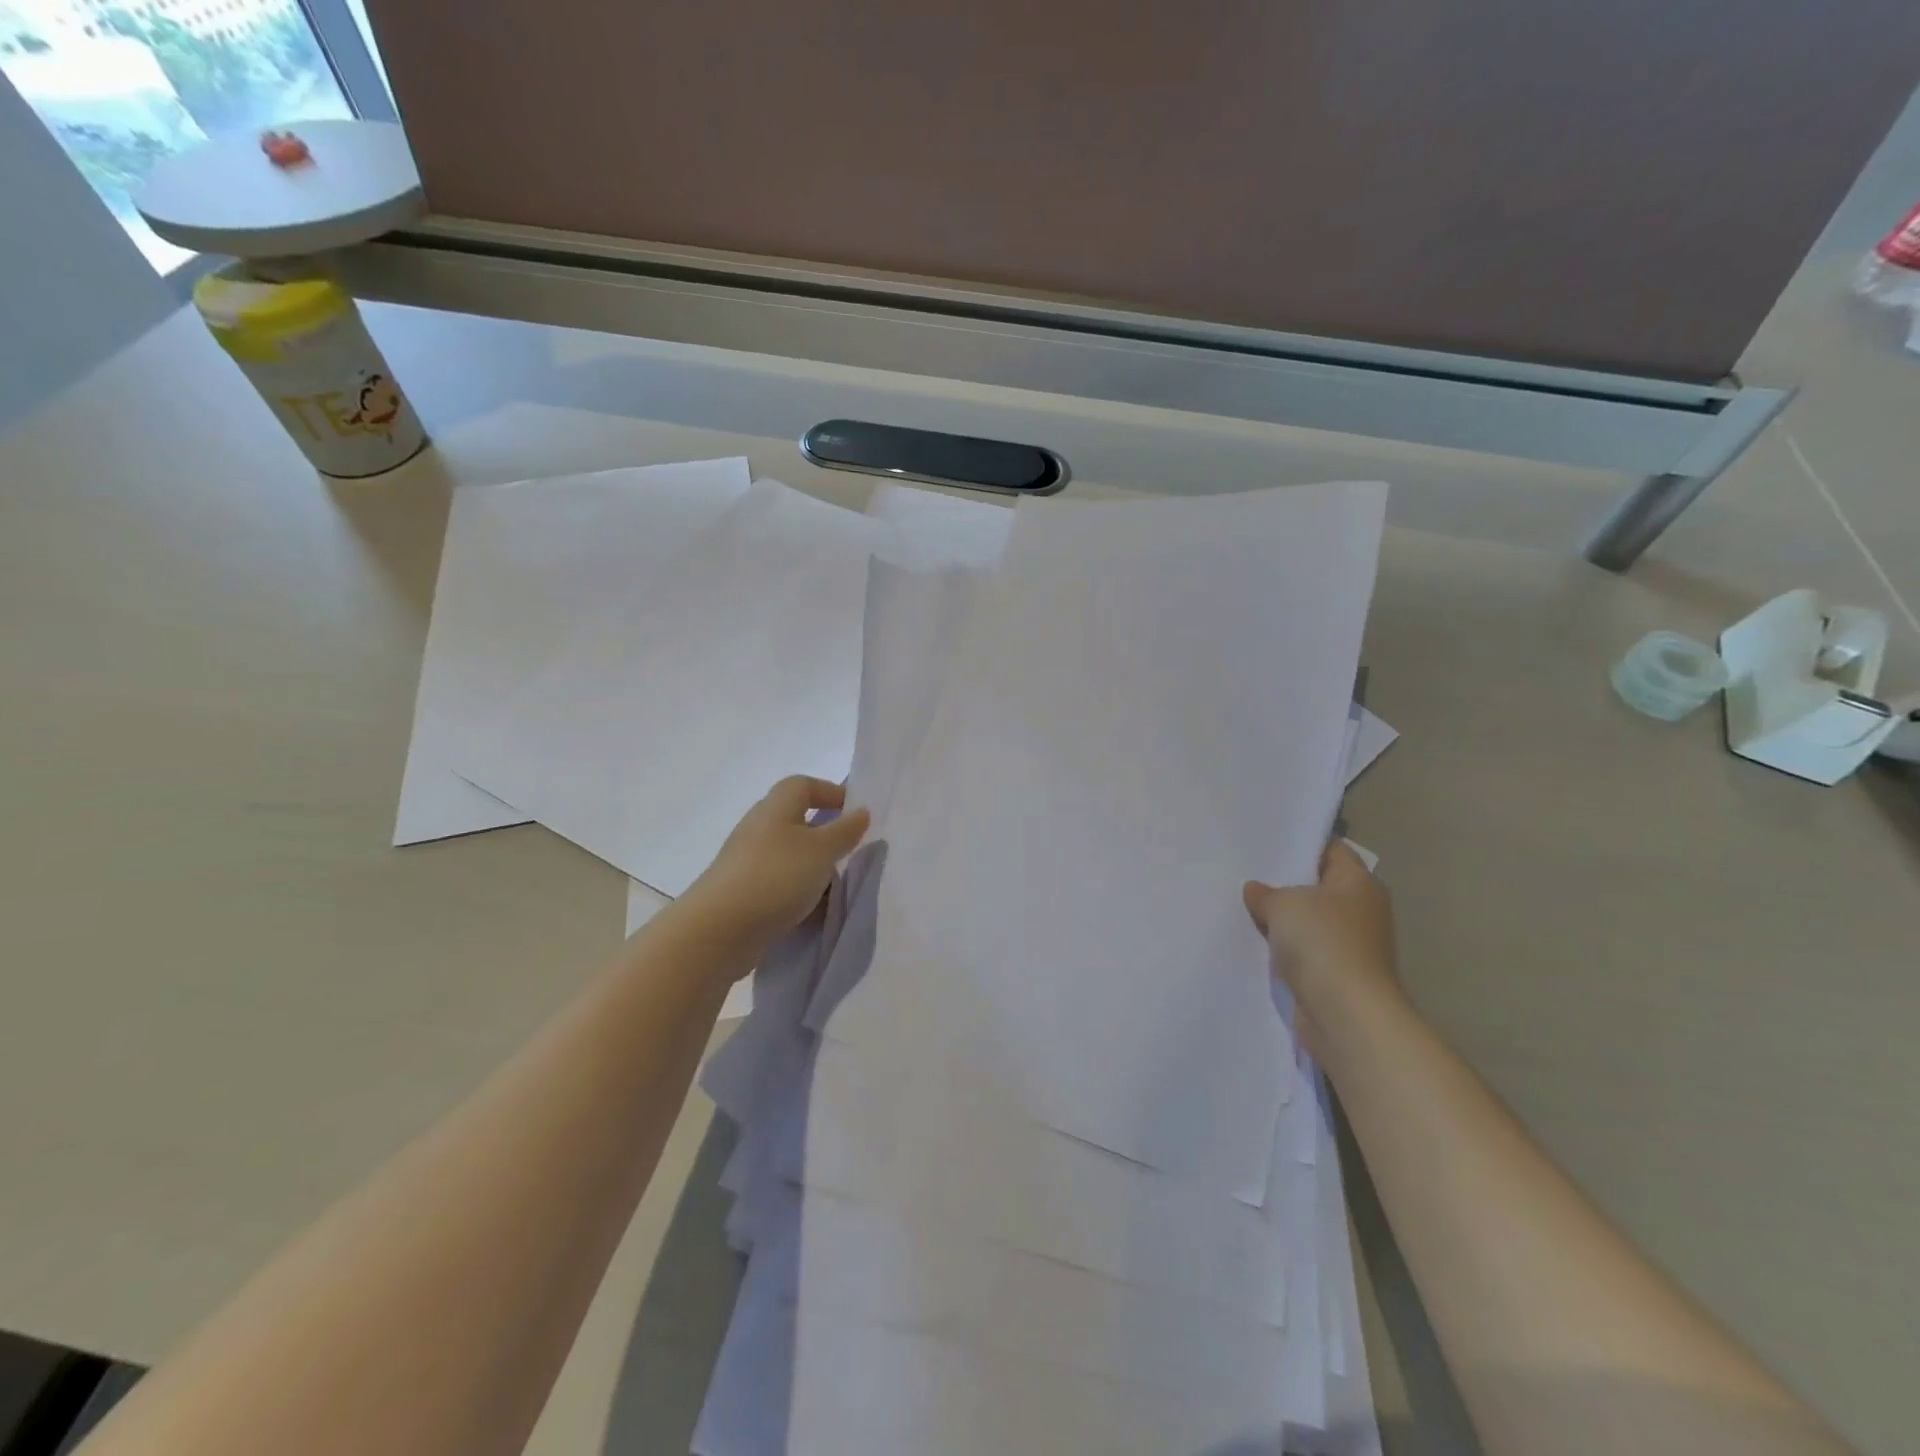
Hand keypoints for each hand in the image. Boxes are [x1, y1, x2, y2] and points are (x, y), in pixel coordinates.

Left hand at [685, 777, 870, 949]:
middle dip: (827, 837)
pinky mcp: (744, 894)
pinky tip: (814, 913)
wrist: (718, 931)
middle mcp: (759, 829)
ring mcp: (748, 863)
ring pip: (791, 857)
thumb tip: (861, 812)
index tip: (858, 814)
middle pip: (798, 822)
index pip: (803, 785)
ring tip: (838, 889)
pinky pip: (780, 886)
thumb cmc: (775, 877)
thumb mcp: (821, 850)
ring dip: (815, 870)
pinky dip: (800, 895)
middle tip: (852, 854)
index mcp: (776, 808)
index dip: (831, 793)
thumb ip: (845, 831)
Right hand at [1244, 840, 1401, 1041]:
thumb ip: (1266, 893)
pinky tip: (1254, 943)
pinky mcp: (1336, 976)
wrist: (1344, 1013)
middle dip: (1285, 884)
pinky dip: (1284, 950)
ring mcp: (1351, 946)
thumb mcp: (1283, 903)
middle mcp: (1362, 911)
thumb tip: (1256, 890)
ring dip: (1283, 921)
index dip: (1301, 844)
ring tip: (1243, 906)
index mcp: (1359, 883)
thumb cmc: (1322, 942)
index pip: (1331, 850)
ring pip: (1309, 922)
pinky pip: (1304, 952)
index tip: (1266, 842)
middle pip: (1318, 887)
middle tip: (1246, 873)